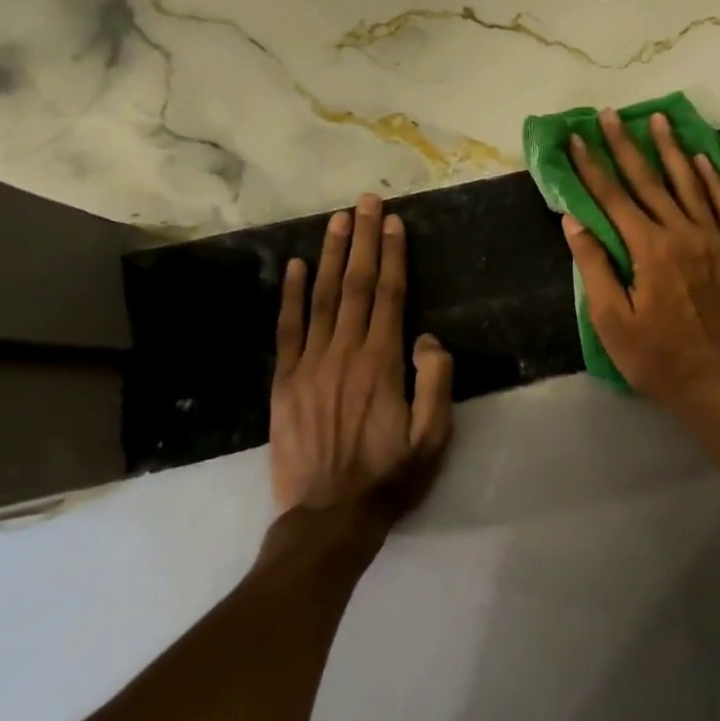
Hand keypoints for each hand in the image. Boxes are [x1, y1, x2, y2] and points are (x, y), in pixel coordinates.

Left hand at [271, 193, 455, 519]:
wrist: (329, 519)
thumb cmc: (390, 477)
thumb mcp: (433, 437)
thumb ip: (435, 382)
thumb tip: (427, 338)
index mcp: (382, 363)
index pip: (389, 295)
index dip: (392, 255)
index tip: (393, 222)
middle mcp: (345, 353)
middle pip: (355, 285)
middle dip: (363, 240)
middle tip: (366, 201)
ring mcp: (309, 365)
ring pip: (321, 298)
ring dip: (330, 255)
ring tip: (337, 220)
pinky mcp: (285, 382)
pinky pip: (287, 330)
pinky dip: (290, 296)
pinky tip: (293, 267)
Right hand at [561, 109, 719, 414]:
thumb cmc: (657, 359)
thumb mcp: (613, 322)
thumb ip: (593, 267)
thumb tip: (573, 221)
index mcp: (649, 249)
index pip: (613, 198)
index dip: (591, 167)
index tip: (575, 139)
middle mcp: (683, 233)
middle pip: (648, 180)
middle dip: (625, 145)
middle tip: (609, 114)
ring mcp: (715, 239)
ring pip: (689, 183)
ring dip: (671, 149)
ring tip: (657, 119)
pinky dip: (713, 179)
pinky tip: (702, 159)